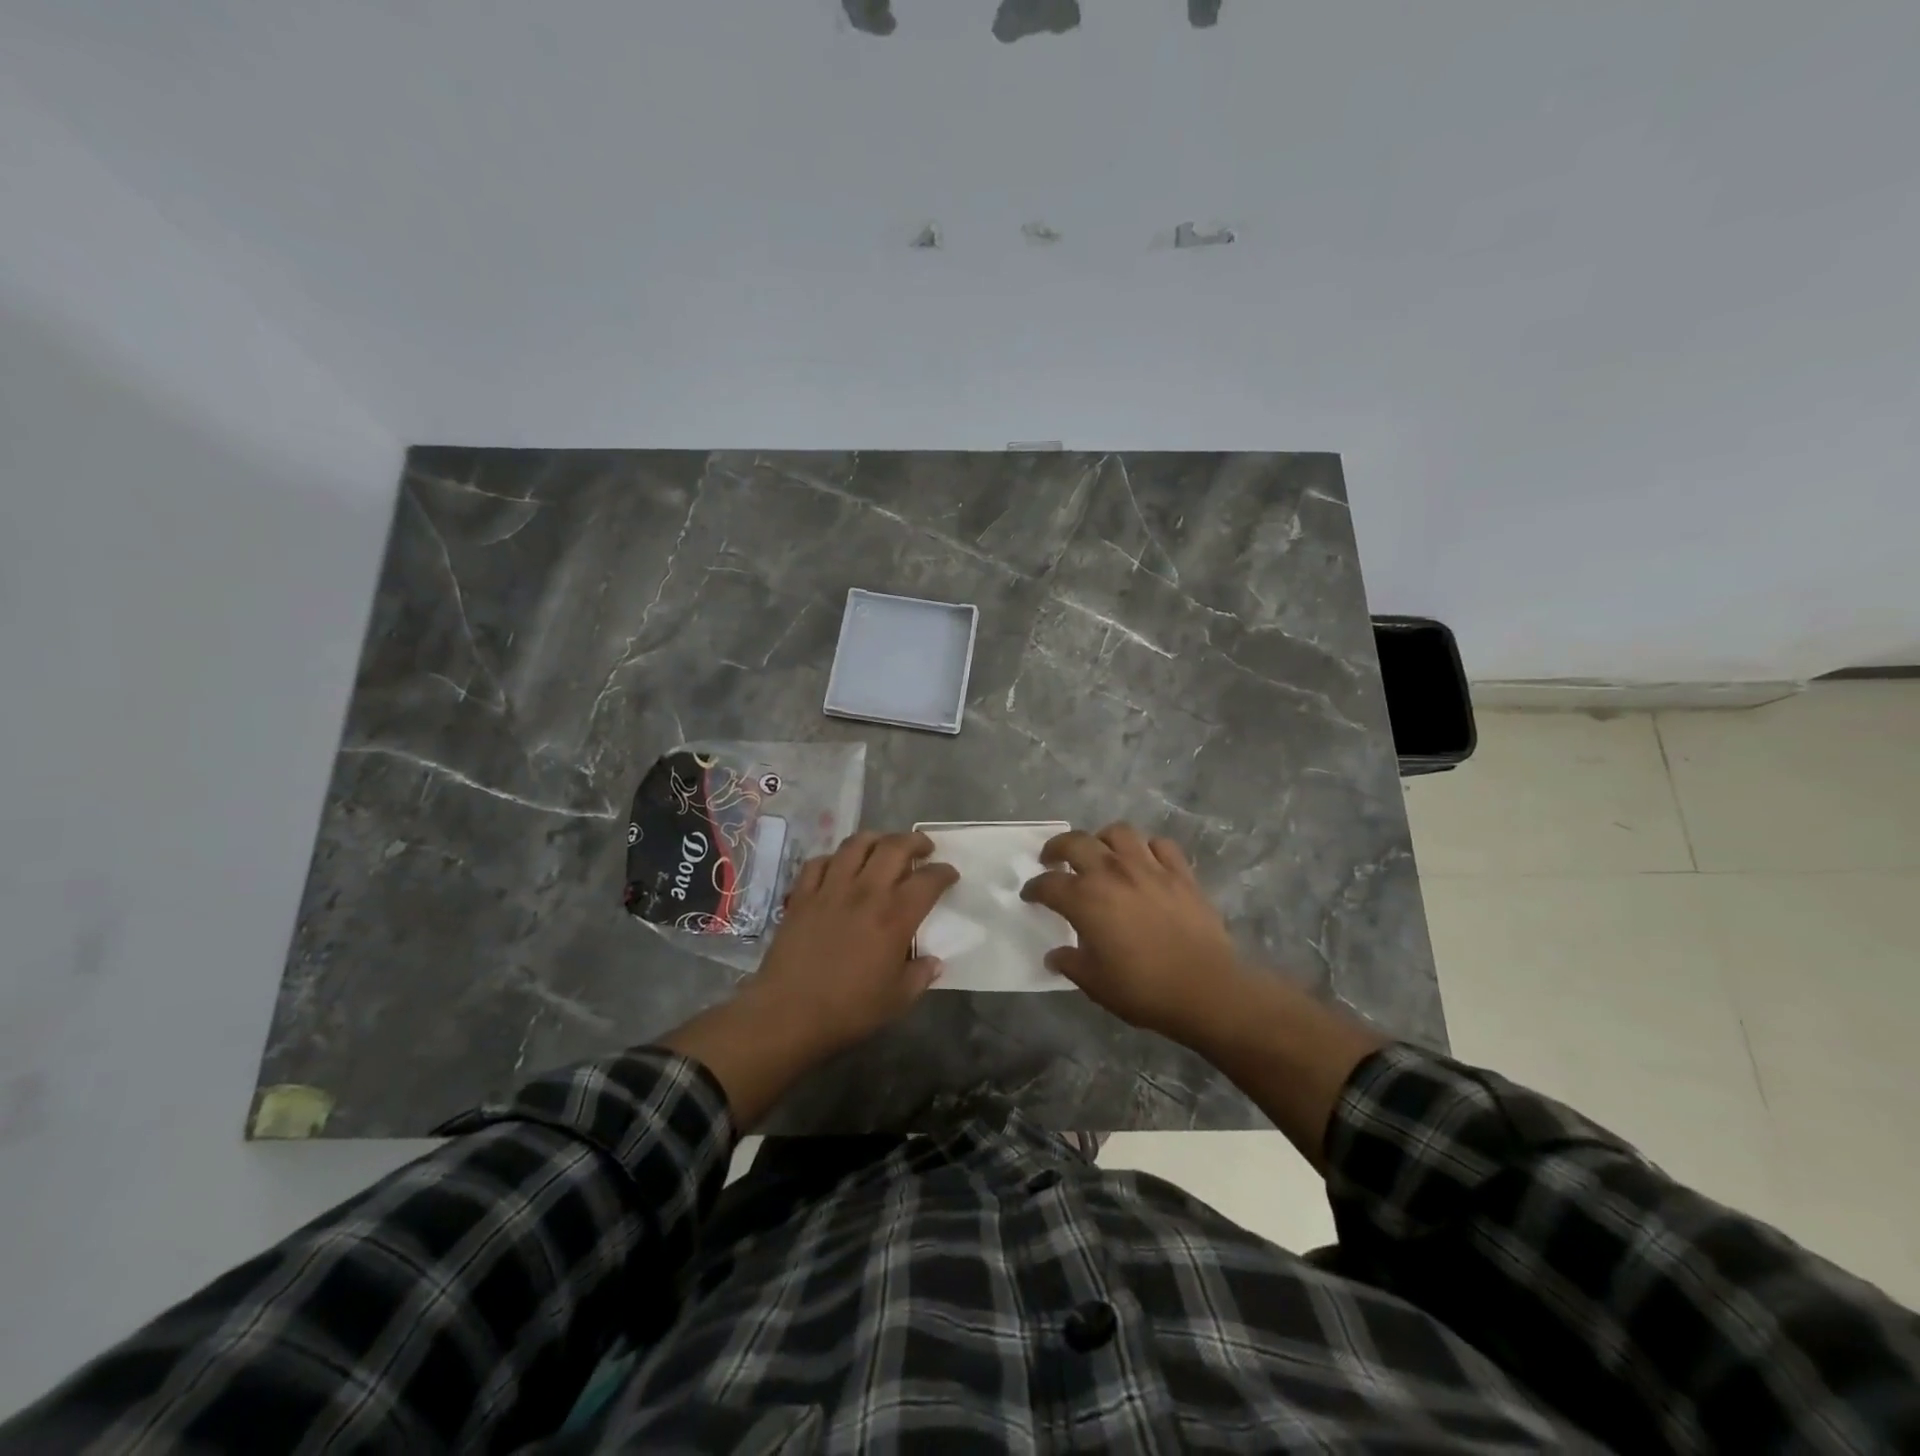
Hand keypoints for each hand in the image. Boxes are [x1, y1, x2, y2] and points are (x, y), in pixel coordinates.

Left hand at [744, 830, 958, 1054]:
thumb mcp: (897, 999)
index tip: (950, 874)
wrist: (788, 1014)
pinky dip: (834, 858)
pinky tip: (839, 867)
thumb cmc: (849, 1010)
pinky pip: (819, 862)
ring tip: (883, 847)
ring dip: (876, 839)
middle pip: (894, 847)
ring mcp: (830, 889)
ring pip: (856, 844)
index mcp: (895, 916)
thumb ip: (920, 975)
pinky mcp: (802, 895)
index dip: (944, 872)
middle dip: (915, 841)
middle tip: (923, 848)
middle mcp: (866, 892)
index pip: (928, 880)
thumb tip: (933, 962)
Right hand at [1021, 823, 1247, 1039]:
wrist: (1206, 990)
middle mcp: (1112, 873)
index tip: (1030, 895)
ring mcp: (1149, 868)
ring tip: (1100, 852)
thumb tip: (1055, 956)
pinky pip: (1160, 845)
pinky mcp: (1180, 872)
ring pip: (1119, 833)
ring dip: (1102, 839)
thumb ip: (1070, 963)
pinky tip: (1144, 861)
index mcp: (1085, 899)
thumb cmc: (1143, 989)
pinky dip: (1147, 848)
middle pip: (1076, 842)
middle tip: (1052, 859)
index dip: (1034, 888)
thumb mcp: (1094, 984)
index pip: (1049, 884)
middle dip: (1057, 847)